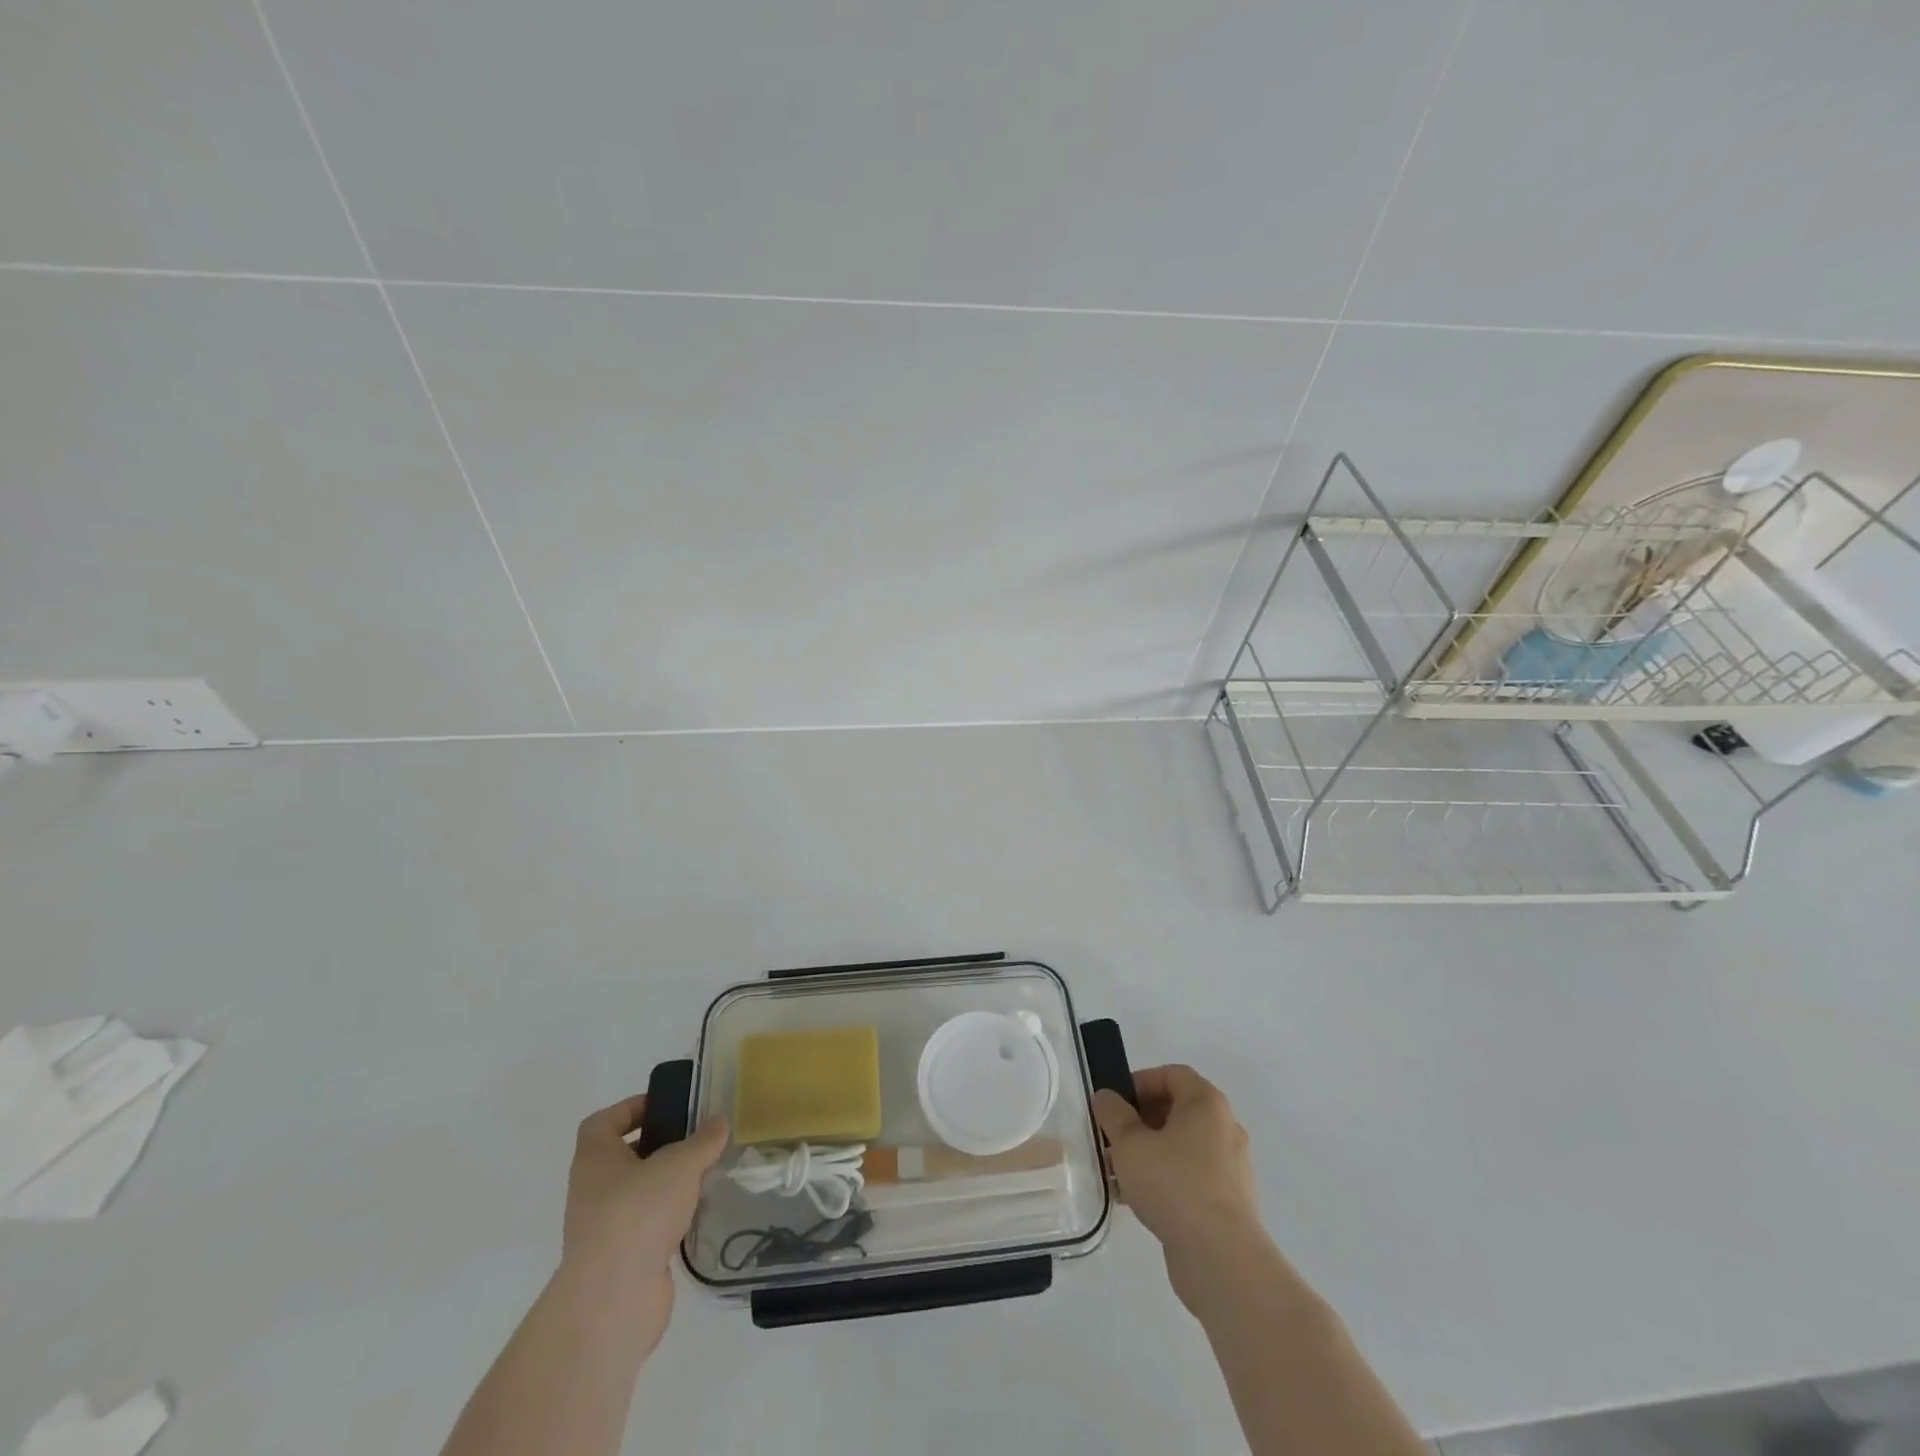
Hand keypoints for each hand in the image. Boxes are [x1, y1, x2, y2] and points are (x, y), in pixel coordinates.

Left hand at [560, 1096, 727, 1348]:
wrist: (614, 1297)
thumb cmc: (638, 1212)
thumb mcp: (680, 1164)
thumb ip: (702, 1140)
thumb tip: (718, 1122)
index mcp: (595, 1159)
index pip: (603, 1122)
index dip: (630, 1108)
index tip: (665, 1106)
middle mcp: (593, 1190)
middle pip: (623, 1156)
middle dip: (658, 1145)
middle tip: (695, 1137)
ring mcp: (605, 1227)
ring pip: (638, 1192)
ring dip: (667, 1182)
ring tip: (705, 1171)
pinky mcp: (622, 1258)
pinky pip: (648, 1224)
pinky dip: (670, 1215)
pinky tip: (699, 1210)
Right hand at [1093, 1065, 1265, 1309]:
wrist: (1221, 1258)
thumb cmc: (1173, 1184)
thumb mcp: (1130, 1143)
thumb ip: (1113, 1114)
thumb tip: (1106, 1097)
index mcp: (1206, 1103)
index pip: (1172, 1075)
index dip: (1140, 1082)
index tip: (1115, 1105)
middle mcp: (1224, 1127)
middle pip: (1176, 1110)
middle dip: (1140, 1121)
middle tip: (1112, 1138)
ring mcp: (1230, 1166)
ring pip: (1181, 1147)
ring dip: (1148, 1153)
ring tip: (1117, 1174)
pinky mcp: (1229, 1201)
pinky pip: (1191, 1176)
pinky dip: (1165, 1179)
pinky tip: (1136, 1200)